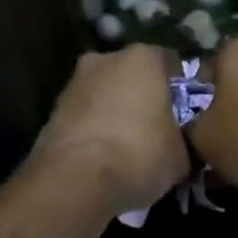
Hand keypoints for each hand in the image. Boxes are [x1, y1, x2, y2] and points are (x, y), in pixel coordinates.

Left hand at [33, 45, 189, 215]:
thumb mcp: (182, 154)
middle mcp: (106, 59)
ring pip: (105, 94)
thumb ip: (183, 138)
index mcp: (144, 58)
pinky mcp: (52, 109)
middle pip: (133, 76)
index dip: (181, 92)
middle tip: (155, 131)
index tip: (185, 116)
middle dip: (143, 98)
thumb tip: (180, 144)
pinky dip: (93, 130)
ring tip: (126, 148)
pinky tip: (102, 156)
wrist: (76, 180)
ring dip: (115, 113)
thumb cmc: (140, 155)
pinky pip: (84, 116)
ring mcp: (75, 82)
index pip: (172, 65)